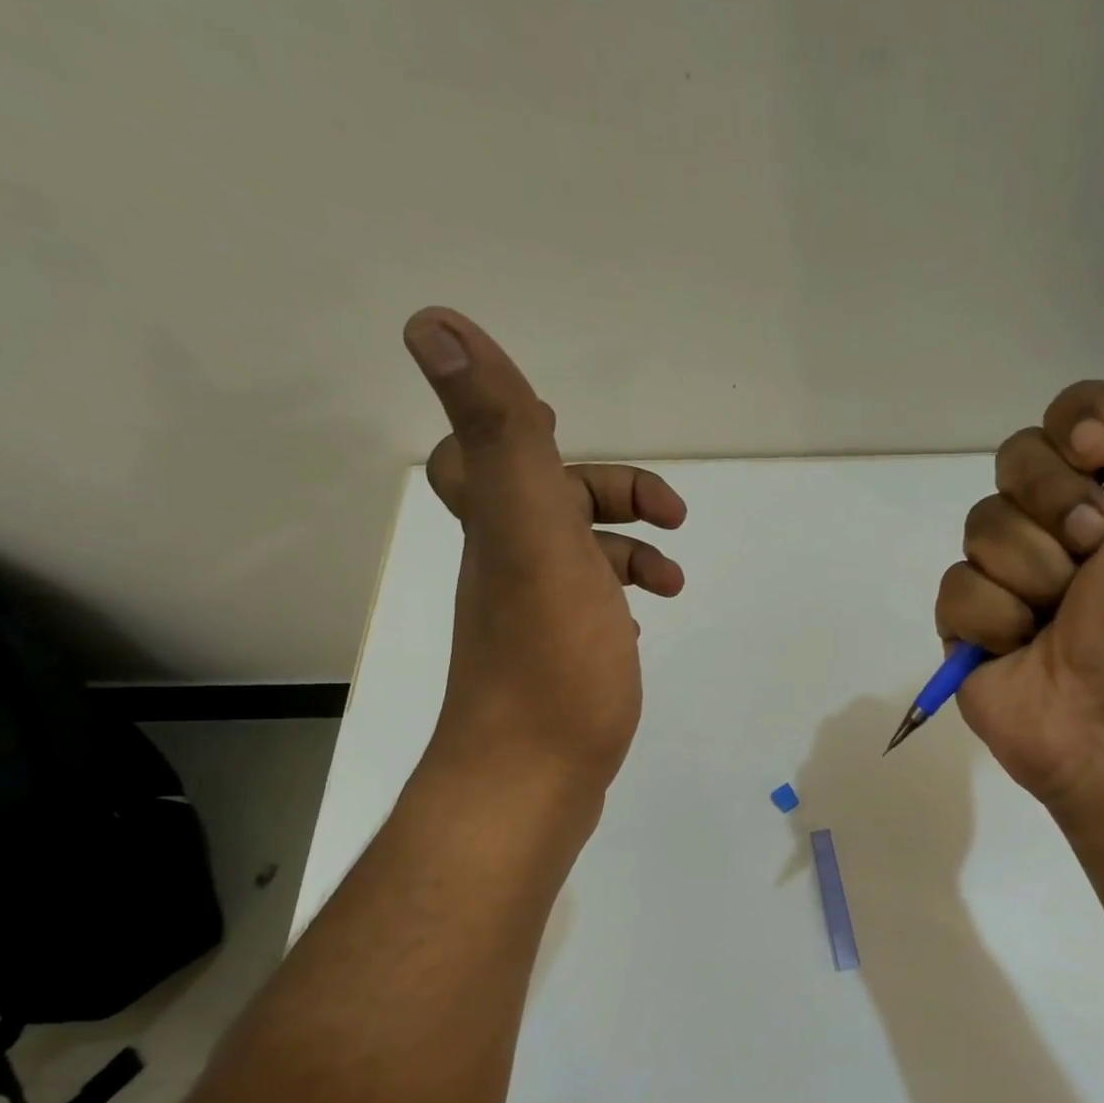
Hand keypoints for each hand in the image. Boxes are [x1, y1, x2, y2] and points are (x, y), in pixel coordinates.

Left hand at [404, 306, 686, 798]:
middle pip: (545, 505)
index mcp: (503, 529)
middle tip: (670, 514)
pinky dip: (618, 602)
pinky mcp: (558, 663)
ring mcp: (532, 620)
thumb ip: (500, 435)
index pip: (480, 455)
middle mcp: (507, 568)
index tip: (569, 427)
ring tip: (671, 579)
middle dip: (610, 494)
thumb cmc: (549, 659)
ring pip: (574, 560)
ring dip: (626, 551)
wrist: (532, 780)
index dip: (516, 426)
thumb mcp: (533, 535)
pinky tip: (641, 625)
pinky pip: (587, 611)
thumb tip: (432, 321)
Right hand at [935, 364, 1103, 809]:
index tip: (1101, 453)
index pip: (1072, 414)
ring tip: (1063, 611)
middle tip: (1095, 549)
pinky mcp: (973, 626)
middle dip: (1053, 502)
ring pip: (981, 525)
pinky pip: (956, 588)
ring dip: (1031, 568)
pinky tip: (1025, 645)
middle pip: (1015, 460)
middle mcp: (1067, 525)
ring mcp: (1015, 577)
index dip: (1078, 422)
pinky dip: (994, 616)